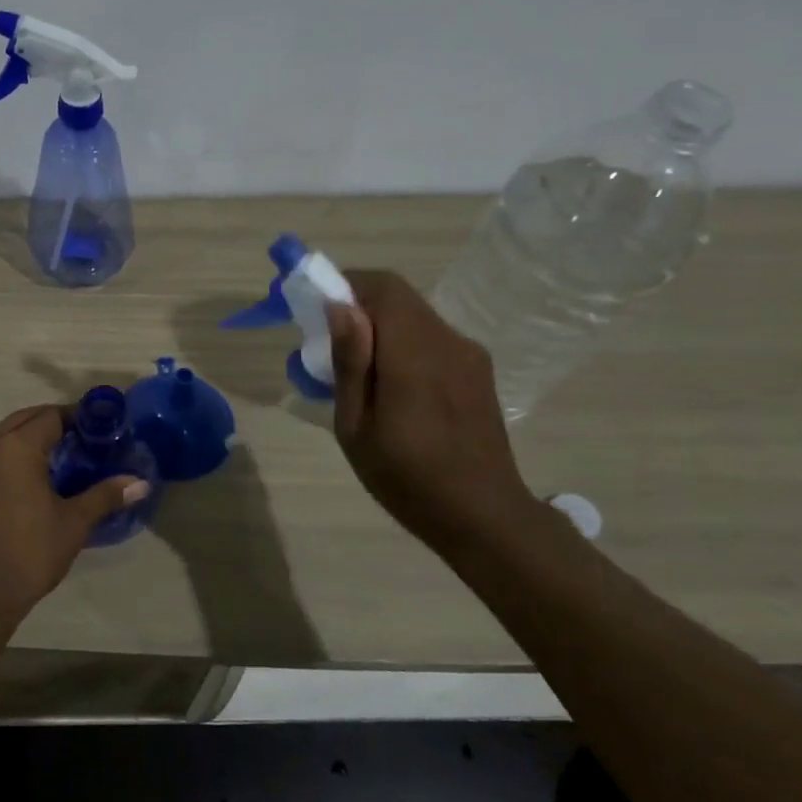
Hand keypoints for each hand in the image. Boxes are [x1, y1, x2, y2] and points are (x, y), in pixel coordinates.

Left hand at [0, 405, 149, 620]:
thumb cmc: (29, 552)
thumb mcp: (73, 523)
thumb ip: (105, 496)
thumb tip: (141, 483)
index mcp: (17, 447)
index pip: (50, 415)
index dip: (75, 418)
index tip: (95, 430)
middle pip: (21, 421)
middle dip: (48, 424)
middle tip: (76, 443)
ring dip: (22, 442)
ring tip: (48, 465)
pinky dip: (1, 464)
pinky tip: (16, 490)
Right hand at [326, 271, 540, 546]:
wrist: (485, 516)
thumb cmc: (407, 478)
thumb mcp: (357, 427)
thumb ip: (350, 362)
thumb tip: (340, 307)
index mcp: (415, 356)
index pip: (383, 287)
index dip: (346, 284)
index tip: (315, 308)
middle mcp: (448, 342)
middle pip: (399, 298)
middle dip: (358, 306)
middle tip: (329, 345)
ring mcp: (468, 354)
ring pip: (414, 316)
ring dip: (380, 327)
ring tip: (358, 373)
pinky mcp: (477, 369)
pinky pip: (431, 338)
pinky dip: (402, 344)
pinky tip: (392, 388)